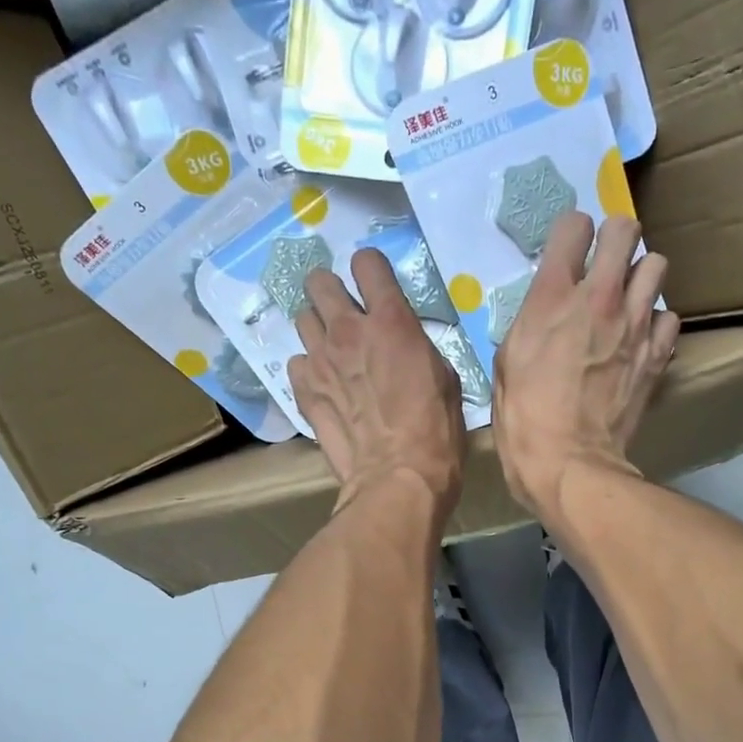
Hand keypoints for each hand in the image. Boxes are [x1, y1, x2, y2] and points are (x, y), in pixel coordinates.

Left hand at [289, 249, 466, 520]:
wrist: (397, 478)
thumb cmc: (436, 433)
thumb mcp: (445, 380)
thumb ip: (418, 348)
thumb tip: (405, 345)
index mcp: (391, 321)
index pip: (367, 263)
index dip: (371, 271)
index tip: (376, 288)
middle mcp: (348, 330)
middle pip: (319, 282)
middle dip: (331, 292)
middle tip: (346, 315)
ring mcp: (320, 360)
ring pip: (303, 319)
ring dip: (318, 329)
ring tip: (334, 352)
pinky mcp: (304, 391)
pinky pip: (296, 362)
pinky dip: (309, 369)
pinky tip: (325, 386)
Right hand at [491, 213, 679, 519]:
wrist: (570, 465)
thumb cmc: (524, 422)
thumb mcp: (507, 366)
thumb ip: (530, 324)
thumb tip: (545, 313)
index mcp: (551, 297)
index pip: (572, 225)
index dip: (570, 236)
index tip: (568, 256)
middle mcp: (598, 297)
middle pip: (625, 228)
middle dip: (615, 240)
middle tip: (604, 267)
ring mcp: (634, 324)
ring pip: (656, 265)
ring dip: (641, 278)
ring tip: (627, 302)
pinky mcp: (657, 354)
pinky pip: (669, 317)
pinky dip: (657, 324)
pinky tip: (640, 341)